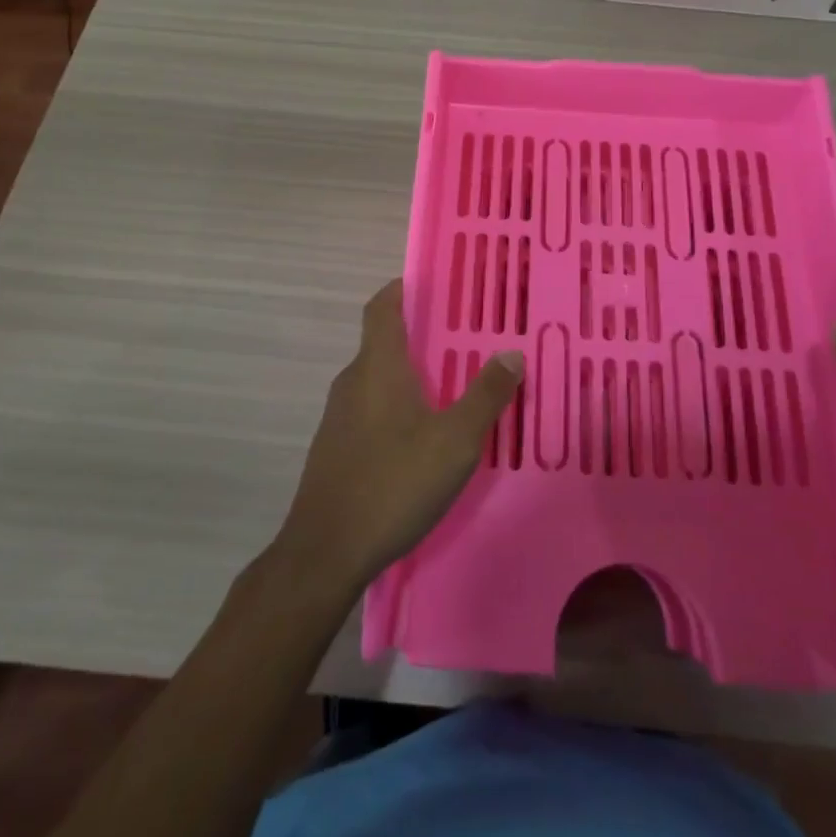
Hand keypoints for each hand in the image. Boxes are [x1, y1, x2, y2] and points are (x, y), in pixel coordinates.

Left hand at [275, 279, 520, 597]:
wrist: (324, 553)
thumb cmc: (392, 483)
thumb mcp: (454, 441)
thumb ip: (485, 395)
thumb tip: (511, 353)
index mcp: (378, 365)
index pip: (382, 305)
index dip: (404, 287)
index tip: (437, 284)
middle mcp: (353, 380)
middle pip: (384, 340)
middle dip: (422, 334)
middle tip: (466, 338)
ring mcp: (339, 415)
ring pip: (380, 377)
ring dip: (412, 373)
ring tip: (454, 385)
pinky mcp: (337, 447)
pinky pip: (372, 408)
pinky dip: (399, 405)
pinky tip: (425, 435)